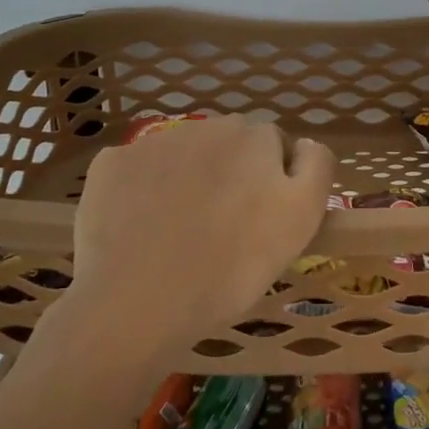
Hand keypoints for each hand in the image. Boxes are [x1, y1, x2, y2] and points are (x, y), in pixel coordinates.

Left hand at [40, 116, 334, 369]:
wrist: (139, 304)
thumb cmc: (232, 267)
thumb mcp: (301, 219)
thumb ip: (316, 168)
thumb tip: (304, 144)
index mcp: (254, 136)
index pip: (275, 148)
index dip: (273, 184)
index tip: (263, 221)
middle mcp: (205, 125)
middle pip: (229, 146)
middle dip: (231, 176)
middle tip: (225, 230)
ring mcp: (153, 143)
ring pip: (183, 156)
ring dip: (189, 180)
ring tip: (181, 233)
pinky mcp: (111, 165)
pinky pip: (138, 171)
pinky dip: (143, 191)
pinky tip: (142, 229)